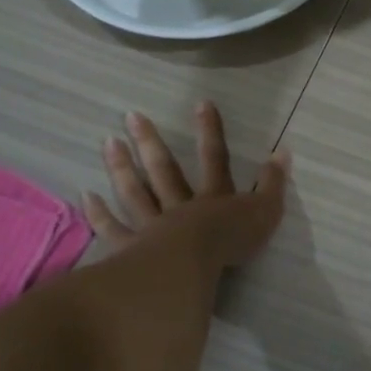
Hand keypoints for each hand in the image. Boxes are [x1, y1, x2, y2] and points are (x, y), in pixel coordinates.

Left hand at [85, 103, 289, 273]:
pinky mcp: (132, 250)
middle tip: (130, 115)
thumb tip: (284, 151)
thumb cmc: (230, 242)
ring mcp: (152, 226)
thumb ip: (273, 183)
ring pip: (135, 192)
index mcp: (213, 197)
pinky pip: (114, 230)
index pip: (214, 157)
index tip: (201, 103)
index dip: (210, 131)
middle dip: (150, 141)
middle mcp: (180, 205)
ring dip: (122, 167)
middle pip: (163, 169)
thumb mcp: (264, 212)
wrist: (191, 267)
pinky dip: (100, 214)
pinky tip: (87, 196)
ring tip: (108, 142)